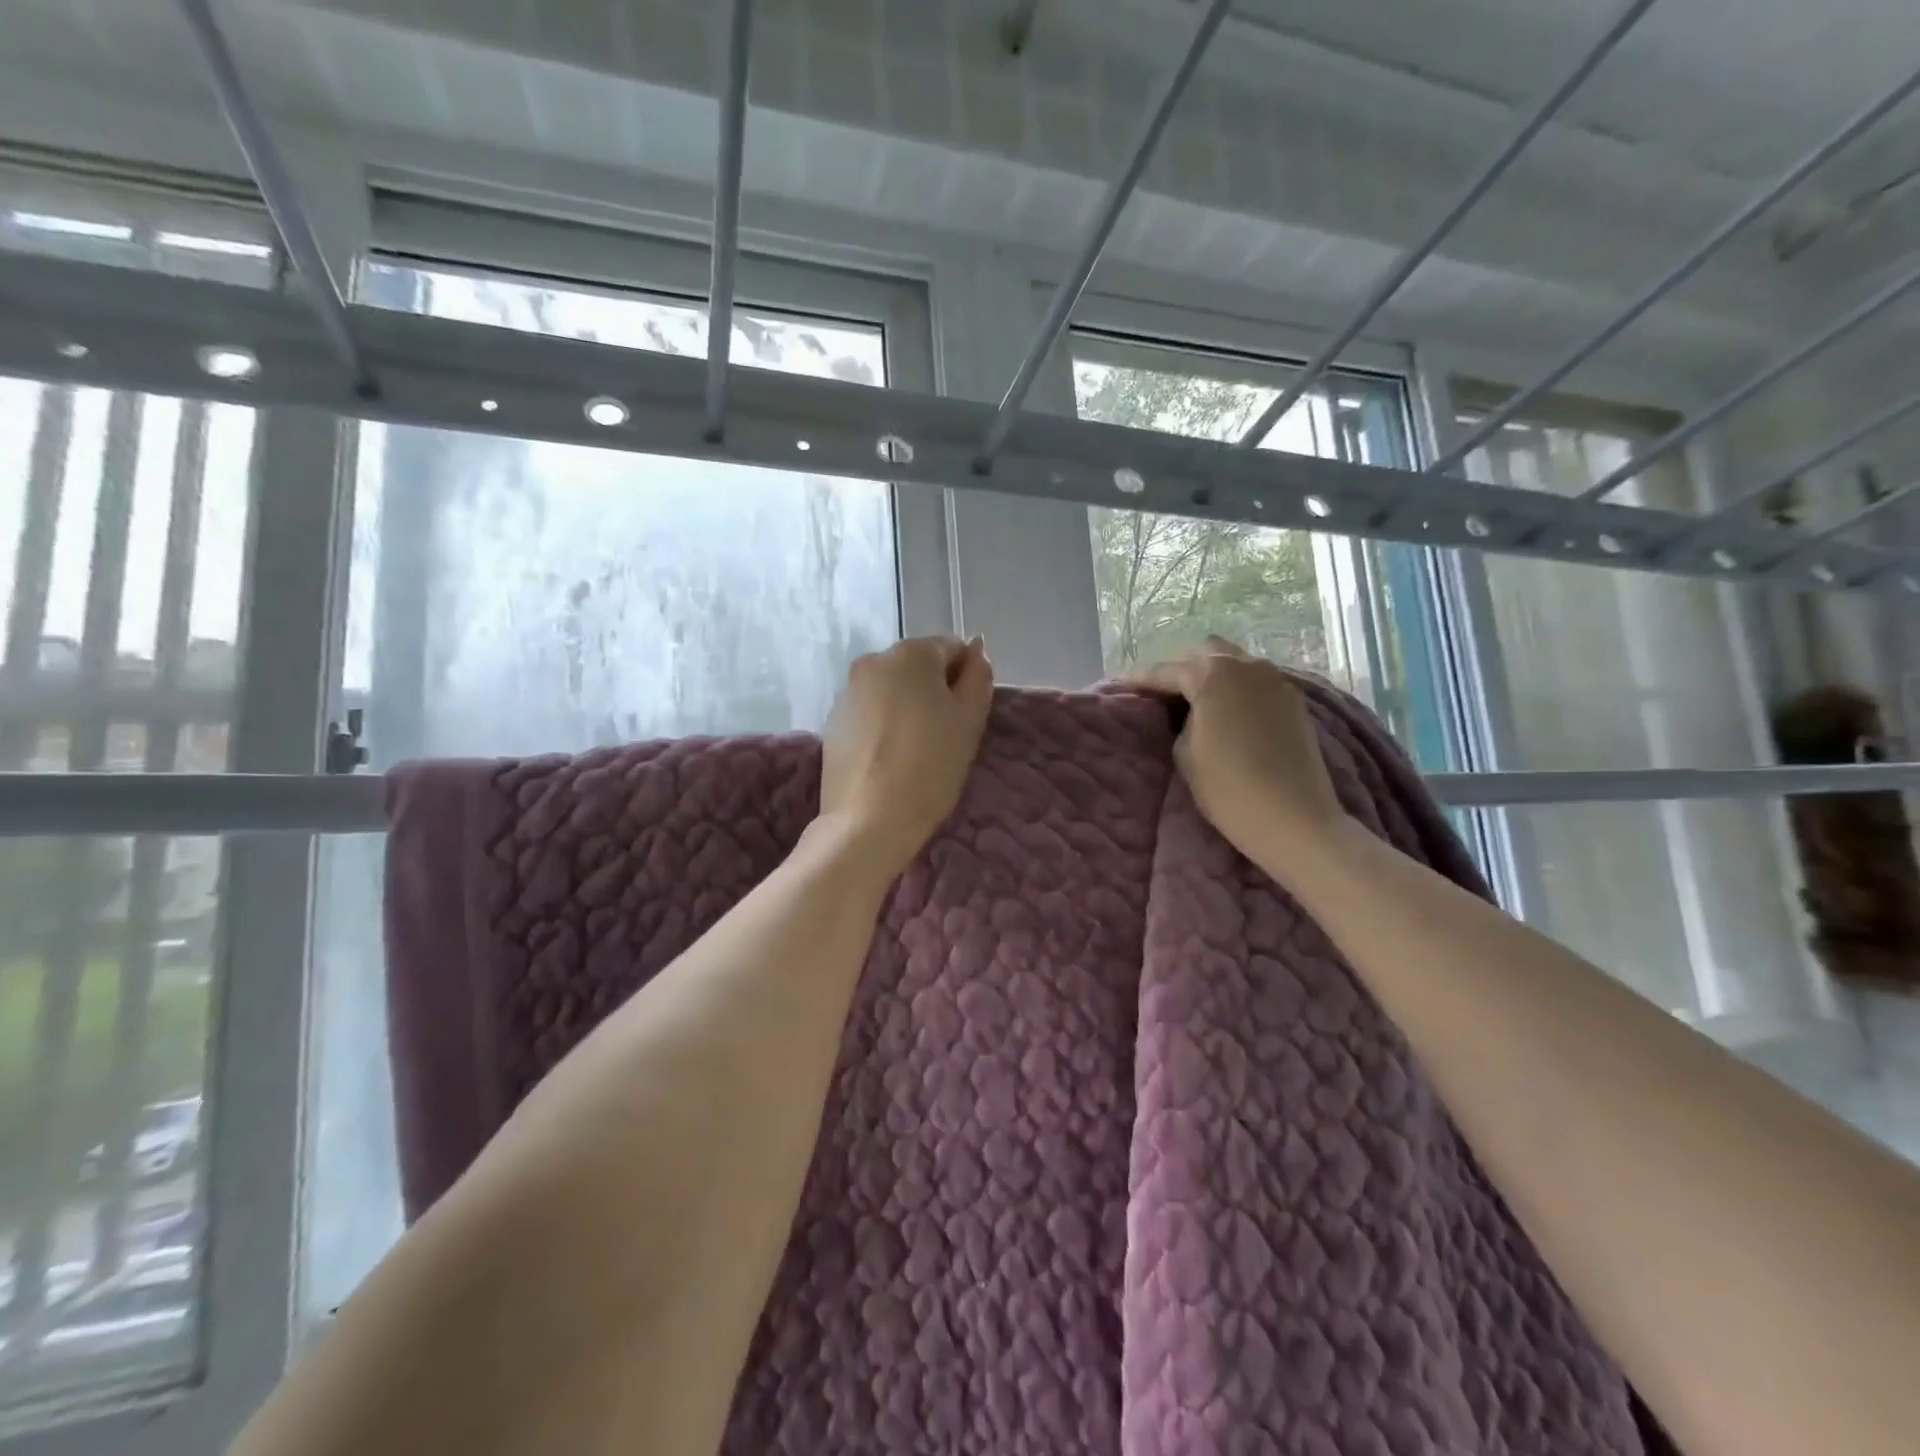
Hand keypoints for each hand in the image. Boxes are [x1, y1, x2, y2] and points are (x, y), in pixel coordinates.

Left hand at [820, 635, 993, 872]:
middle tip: (945, 735)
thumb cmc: (931, 765)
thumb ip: (978, 676)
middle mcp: (873, 660)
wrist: (870, 819)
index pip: (952, 648)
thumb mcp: (970, 719)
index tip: (966, 716)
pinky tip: (890, 759)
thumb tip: (975, 650)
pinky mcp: (833, 722)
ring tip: (915, 751)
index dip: (966, 680)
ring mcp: (848, 691)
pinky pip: (871, 712)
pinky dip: (884, 725)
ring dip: (908, 707)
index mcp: (911, 653)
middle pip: (918, 667)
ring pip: (892, 690)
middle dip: (934, 691)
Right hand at [1129, 637, 1345, 869]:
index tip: (1122, 685)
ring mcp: (1275, 681)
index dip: (1141, 679)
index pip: (1167, 671)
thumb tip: (1187, 712)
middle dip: (1181, 667)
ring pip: (1235, 663)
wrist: (1295, 819)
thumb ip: (1180, 721)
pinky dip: (1235, 687)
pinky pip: (1255, 681)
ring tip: (1193, 699)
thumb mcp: (1185, 753)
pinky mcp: (1293, 702)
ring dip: (1211, 674)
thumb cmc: (1229, 788)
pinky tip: (1226, 709)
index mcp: (1213, 675)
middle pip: (1206, 652)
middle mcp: (1246, 666)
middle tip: (1162, 691)